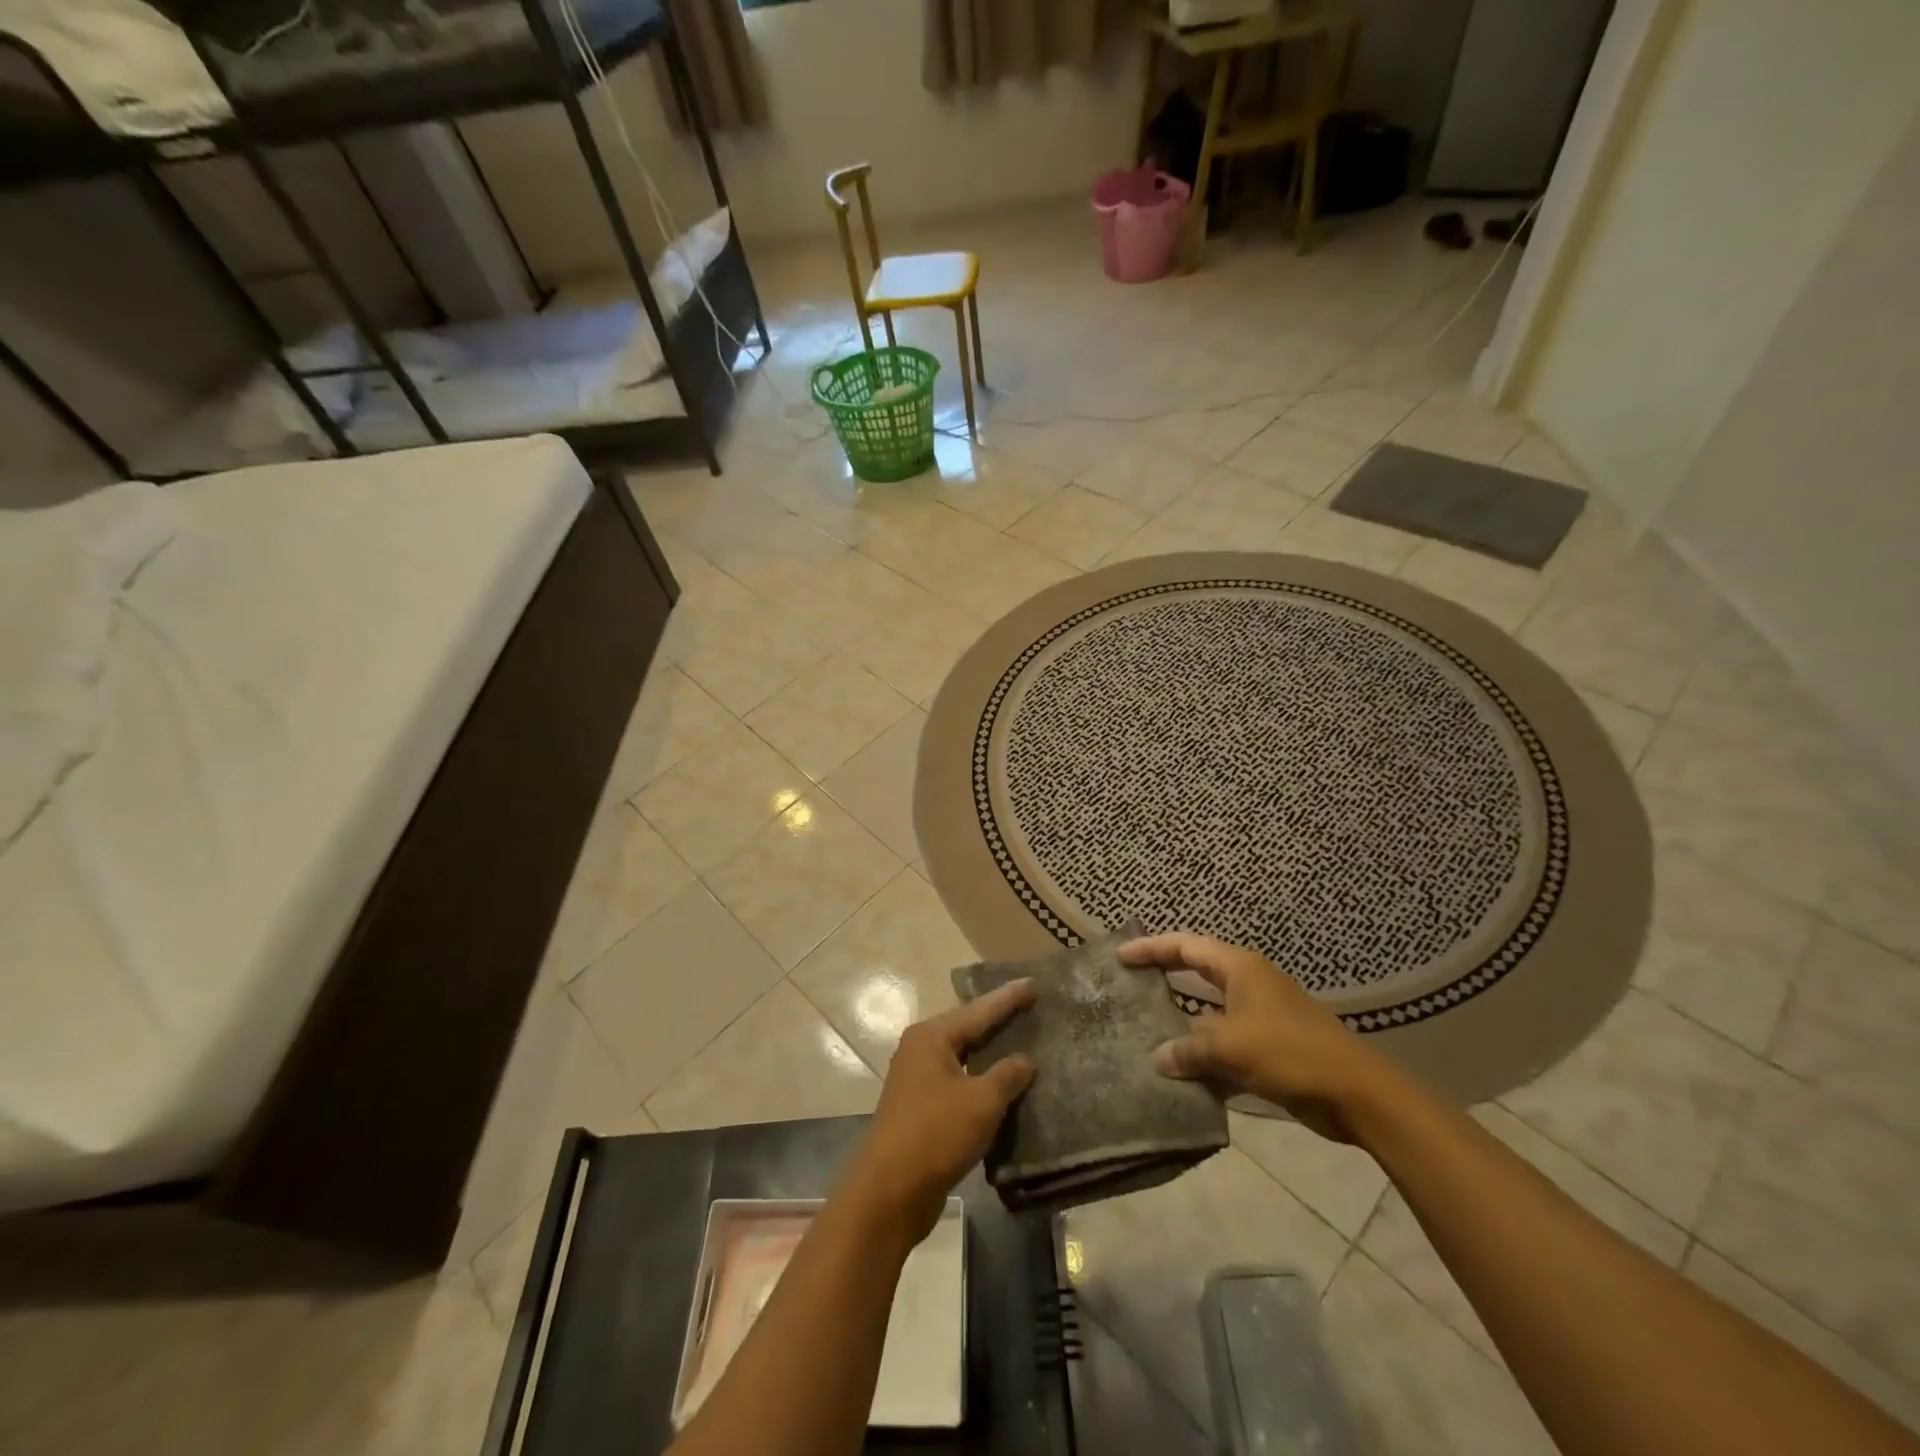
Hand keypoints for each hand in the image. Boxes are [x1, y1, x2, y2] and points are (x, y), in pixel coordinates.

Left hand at [842, 980, 1036, 1240]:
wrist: (889, 1192)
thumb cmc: (936, 1134)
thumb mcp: (981, 1101)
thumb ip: (1007, 1075)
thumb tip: (1024, 1060)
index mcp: (931, 1036)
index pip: (978, 1010)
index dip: (1008, 998)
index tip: (1033, 983)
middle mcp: (920, 1049)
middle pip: (967, 1028)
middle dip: (998, 1020)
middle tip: (1030, 1007)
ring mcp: (917, 1079)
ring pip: (963, 1056)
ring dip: (990, 1053)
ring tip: (1022, 1041)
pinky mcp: (921, 1108)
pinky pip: (958, 1081)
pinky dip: (981, 1079)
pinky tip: (1003, 1084)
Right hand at [1119, 933, 1386, 1142]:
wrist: (1356, 1094)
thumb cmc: (1290, 1052)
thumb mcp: (1231, 1046)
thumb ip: (1188, 1048)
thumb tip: (1157, 1058)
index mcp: (1240, 968)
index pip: (1186, 946)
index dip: (1151, 948)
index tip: (1119, 956)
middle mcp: (1248, 984)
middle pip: (1195, 972)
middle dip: (1163, 977)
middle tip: (1127, 984)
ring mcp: (1260, 1016)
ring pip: (1208, 1012)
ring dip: (1181, 1023)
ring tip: (1143, 1031)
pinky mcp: (1268, 1048)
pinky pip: (1224, 1044)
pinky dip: (1203, 1055)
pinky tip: (1179, 1074)